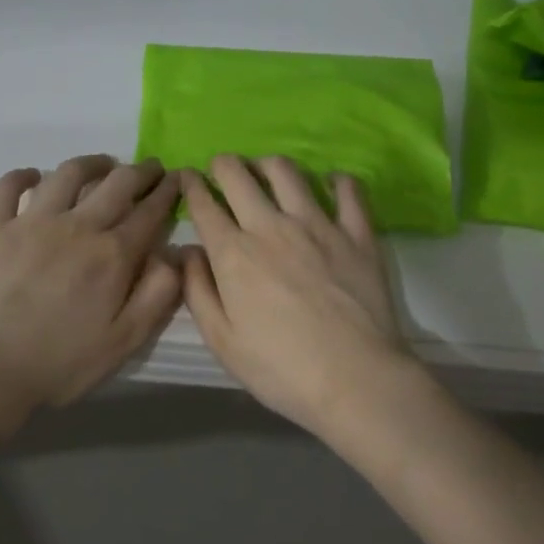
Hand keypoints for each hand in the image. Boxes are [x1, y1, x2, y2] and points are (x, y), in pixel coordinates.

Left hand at [0, 156, 182, 430]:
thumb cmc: (60, 362)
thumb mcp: (125, 341)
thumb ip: (158, 295)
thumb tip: (175, 255)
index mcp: (113, 254)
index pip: (150, 212)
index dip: (168, 193)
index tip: (178, 180)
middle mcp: (77, 226)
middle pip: (117, 184)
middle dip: (141, 171)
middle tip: (151, 168)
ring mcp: (31, 221)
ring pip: (67, 174)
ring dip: (92, 164)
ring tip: (103, 165)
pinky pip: (10, 186)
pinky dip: (25, 175)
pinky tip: (34, 176)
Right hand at [180, 156, 417, 438]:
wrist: (355, 378)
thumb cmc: (281, 368)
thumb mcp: (222, 341)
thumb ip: (198, 291)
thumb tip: (186, 252)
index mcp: (234, 254)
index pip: (205, 205)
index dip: (191, 186)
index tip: (187, 178)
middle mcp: (272, 227)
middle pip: (240, 176)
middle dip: (224, 165)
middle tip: (222, 169)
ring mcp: (318, 225)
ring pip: (287, 172)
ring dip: (268, 164)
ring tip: (266, 171)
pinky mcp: (357, 233)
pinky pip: (348, 191)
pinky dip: (336, 180)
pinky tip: (331, 183)